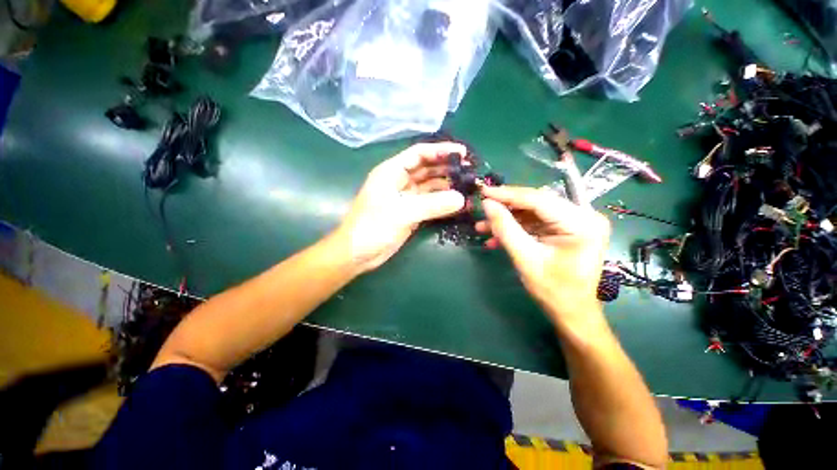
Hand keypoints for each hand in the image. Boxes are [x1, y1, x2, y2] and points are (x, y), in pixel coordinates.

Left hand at [334, 143, 466, 272]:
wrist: (358, 253)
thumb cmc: (372, 227)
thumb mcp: (402, 212)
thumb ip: (432, 204)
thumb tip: (461, 199)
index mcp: (392, 172)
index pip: (419, 154)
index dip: (440, 151)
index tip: (462, 153)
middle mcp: (400, 182)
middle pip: (427, 169)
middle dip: (447, 169)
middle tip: (470, 171)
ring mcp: (406, 198)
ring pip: (430, 187)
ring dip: (448, 187)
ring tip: (468, 187)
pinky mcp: (411, 213)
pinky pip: (430, 204)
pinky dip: (443, 204)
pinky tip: (458, 204)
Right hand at [477, 185, 610, 328]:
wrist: (571, 312)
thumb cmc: (553, 290)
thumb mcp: (525, 258)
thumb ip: (506, 229)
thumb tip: (487, 204)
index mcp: (582, 223)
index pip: (539, 200)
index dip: (508, 194)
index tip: (483, 191)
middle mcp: (583, 216)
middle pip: (536, 203)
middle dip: (506, 207)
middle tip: (482, 207)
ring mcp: (575, 222)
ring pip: (532, 212)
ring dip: (507, 219)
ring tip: (482, 227)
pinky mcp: (564, 229)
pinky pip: (535, 223)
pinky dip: (515, 228)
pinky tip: (496, 237)